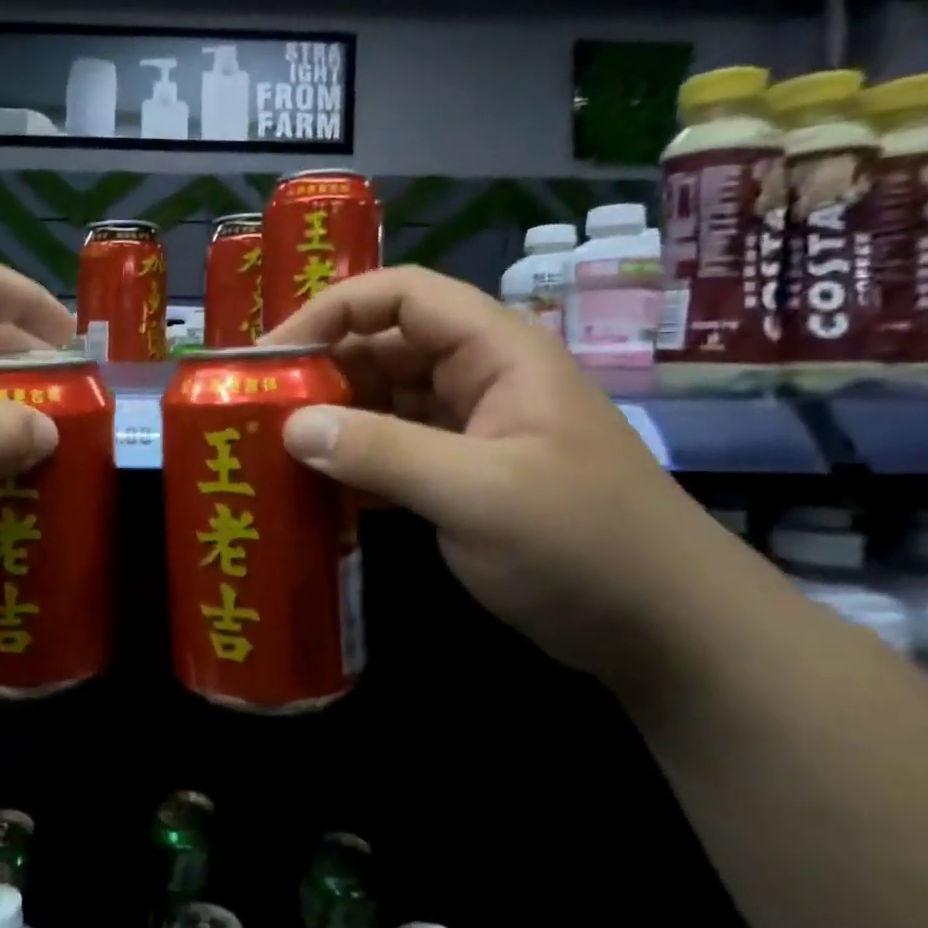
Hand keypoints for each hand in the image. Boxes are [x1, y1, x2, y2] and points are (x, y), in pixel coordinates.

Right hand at [261, 266, 739, 684]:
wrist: (668, 633)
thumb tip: (291, 424)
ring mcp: (471, 427)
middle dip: (321, 370)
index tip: (272, 354)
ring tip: (274, 449)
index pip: (399, 295)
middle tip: (259, 409)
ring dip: (333, 419)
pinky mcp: (463, 474)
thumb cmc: (584, 544)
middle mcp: (479, 376)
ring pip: (384, 400)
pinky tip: (316, 488)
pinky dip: (354, 461)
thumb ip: (381, 453)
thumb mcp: (478, 494)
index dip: (331, 310)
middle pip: (383, 346)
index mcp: (495, 351)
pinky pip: (393, 448)